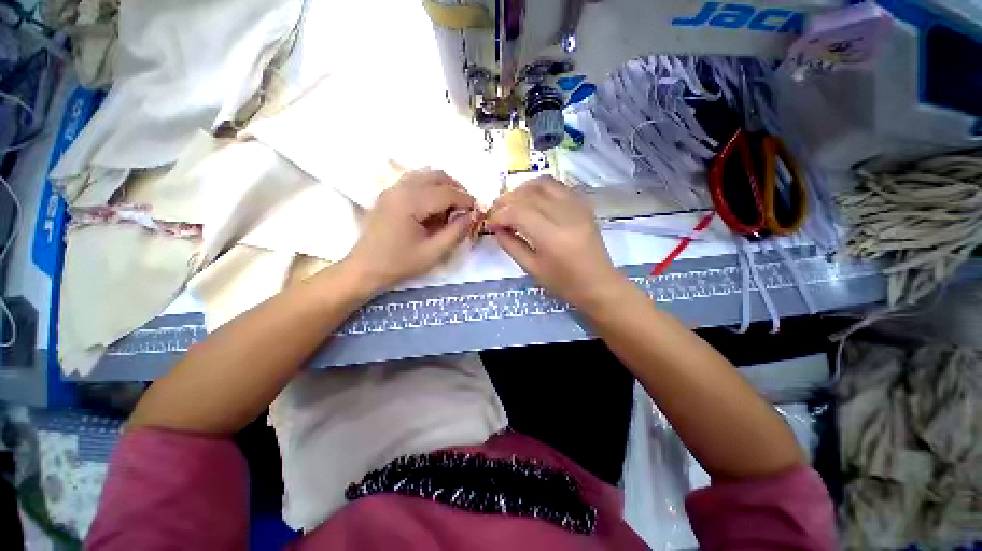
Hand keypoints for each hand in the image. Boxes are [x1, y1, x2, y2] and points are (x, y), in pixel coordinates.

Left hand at [346, 169, 476, 293]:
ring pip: (426, 175)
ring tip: (452, 206)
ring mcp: (392, 188)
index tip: (478, 211)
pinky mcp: (389, 194)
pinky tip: (434, 206)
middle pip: (437, 175)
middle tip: (466, 208)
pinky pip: (415, 180)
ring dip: (444, 186)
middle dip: (457, 188)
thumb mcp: (434, 252)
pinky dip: (430, 187)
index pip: (447, 192)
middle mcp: (401, 188)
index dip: (466, 200)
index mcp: (411, 202)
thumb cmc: (400, 263)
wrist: (365, 268)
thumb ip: (456, 232)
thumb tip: (473, 215)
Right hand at [486, 176, 627, 309]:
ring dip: (523, 189)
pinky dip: (540, 188)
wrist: (599, 284)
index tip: (490, 223)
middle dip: (507, 199)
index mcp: (552, 237)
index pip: (518, 212)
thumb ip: (511, 245)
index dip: (499, 215)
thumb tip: (496, 228)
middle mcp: (566, 216)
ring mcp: (578, 207)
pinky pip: (559, 186)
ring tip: (512, 202)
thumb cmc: (564, 284)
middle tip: (496, 211)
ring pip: (544, 183)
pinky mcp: (584, 205)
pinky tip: (533, 200)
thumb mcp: (532, 269)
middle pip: (529, 194)